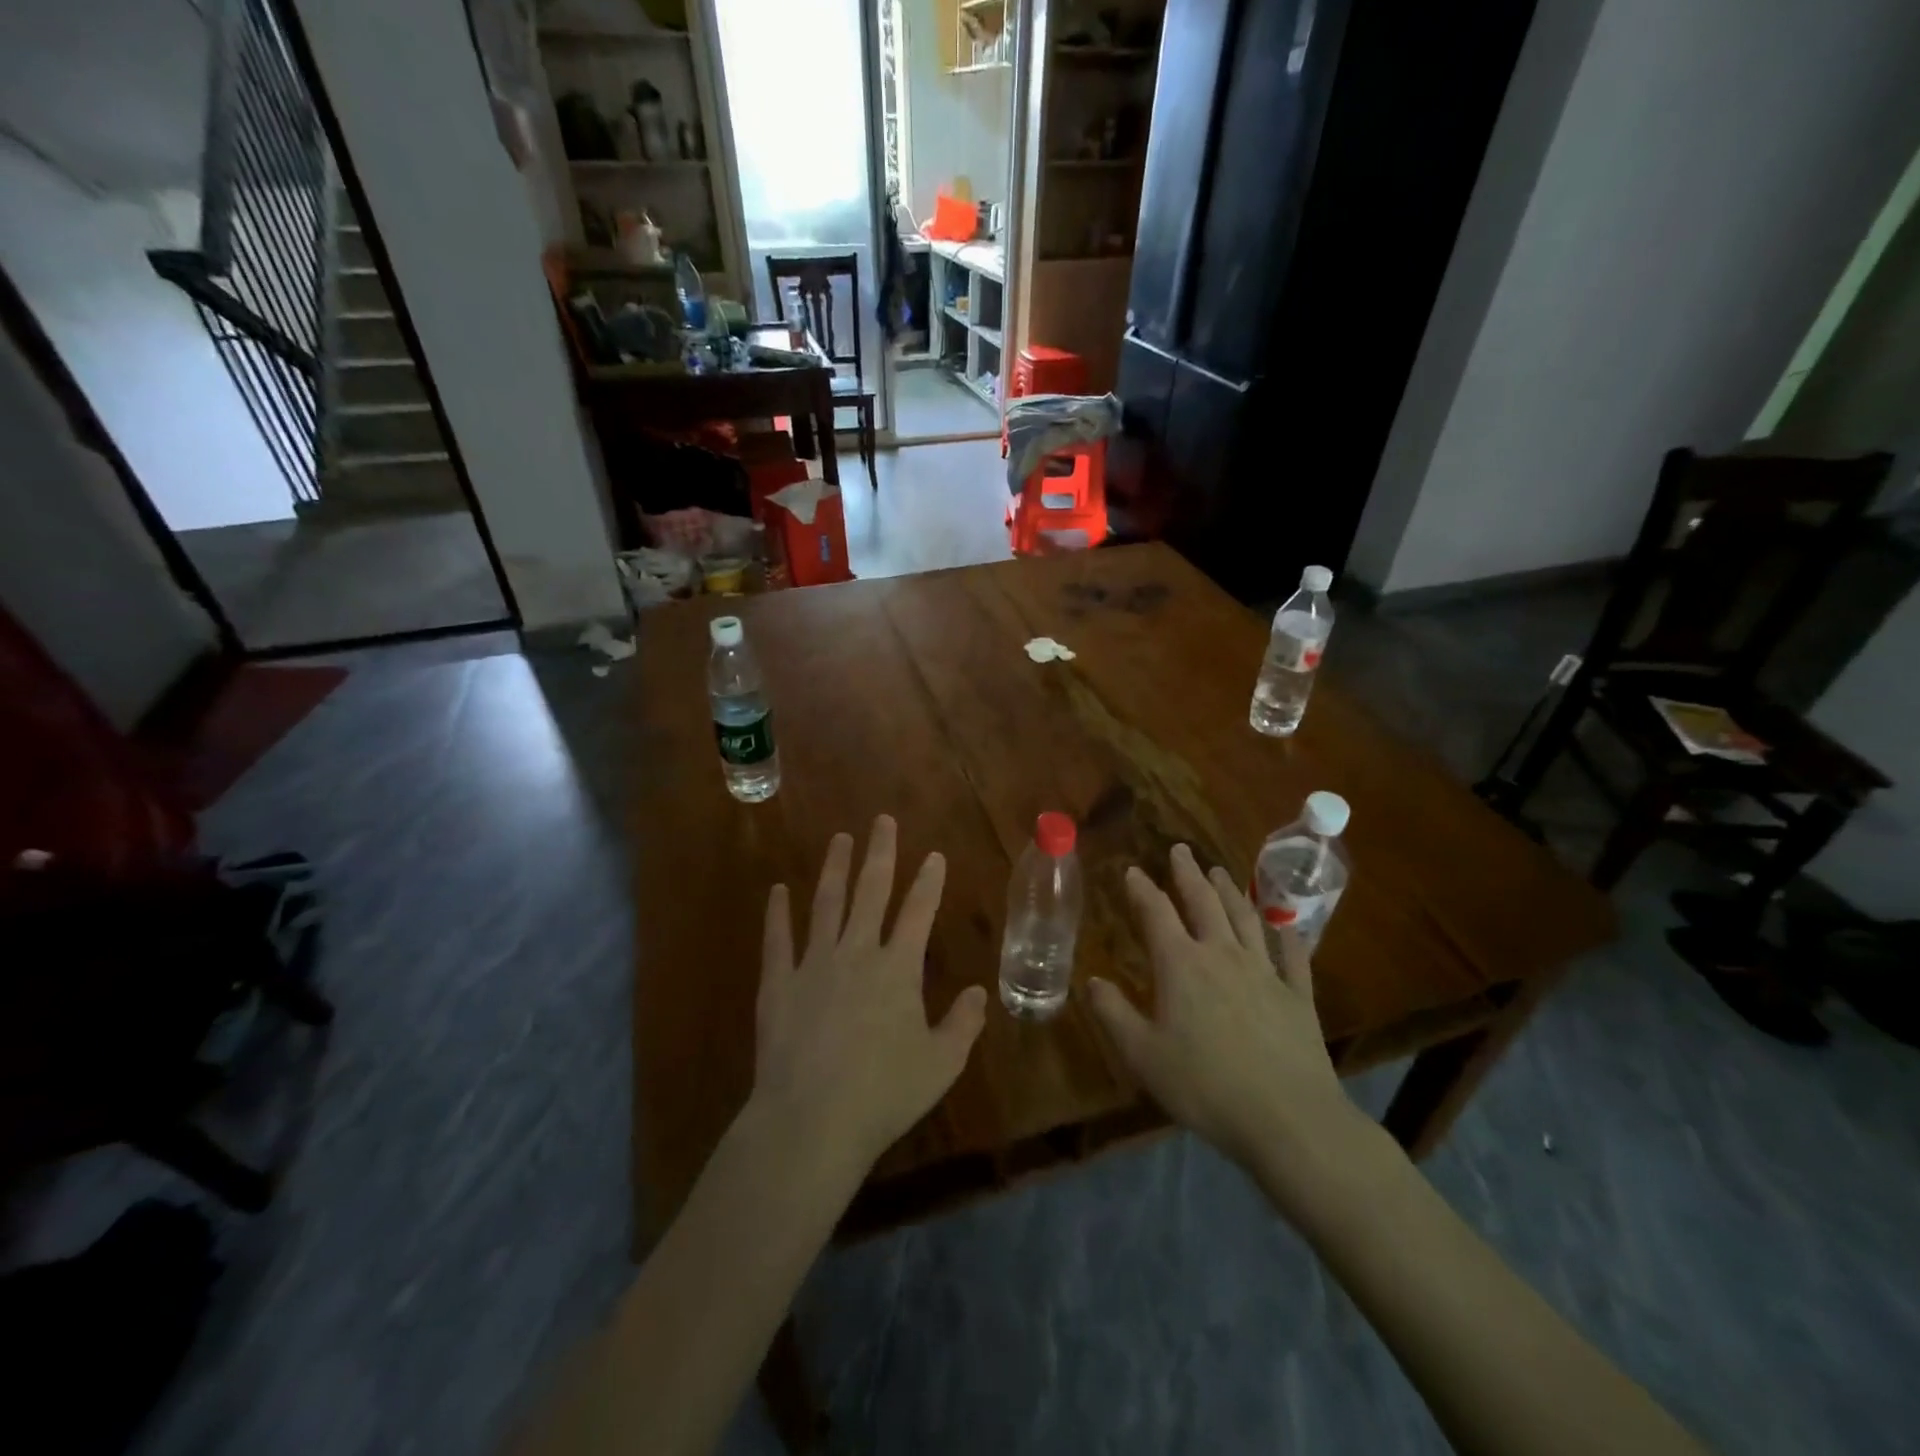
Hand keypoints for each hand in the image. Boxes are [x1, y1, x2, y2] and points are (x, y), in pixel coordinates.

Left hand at [752, 816, 988, 1176]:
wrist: (811, 1121)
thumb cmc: (883, 1094)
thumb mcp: (940, 1065)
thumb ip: (962, 1024)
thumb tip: (978, 993)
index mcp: (897, 969)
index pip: (918, 911)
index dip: (928, 880)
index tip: (933, 854)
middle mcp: (856, 953)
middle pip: (871, 892)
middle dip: (880, 853)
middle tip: (881, 821)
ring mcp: (813, 964)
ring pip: (826, 904)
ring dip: (834, 869)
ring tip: (839, 839)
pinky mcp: (778, 984)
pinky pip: (777, 939)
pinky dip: (777, 913)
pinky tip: (778, 891)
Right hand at [1088, 844, 1360, 1174]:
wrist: (1288, 1119)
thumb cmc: (1205, 1086)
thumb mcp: (1143, 1056)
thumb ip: (1114, 1014)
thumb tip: (1091, 980)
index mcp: (1181, 965)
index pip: (1156, 913)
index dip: (1142, 889)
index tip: (1132, 870)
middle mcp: (1222, 955)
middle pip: (1203, 902)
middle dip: (1188, 873)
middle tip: (1180, 850)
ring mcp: (1265, 971)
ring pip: (1246, 918)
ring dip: (1231, 891)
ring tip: (1220, 871)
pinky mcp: (1298, 995)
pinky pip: (1292, 954)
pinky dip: (1286, 934)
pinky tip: (1285, 924)